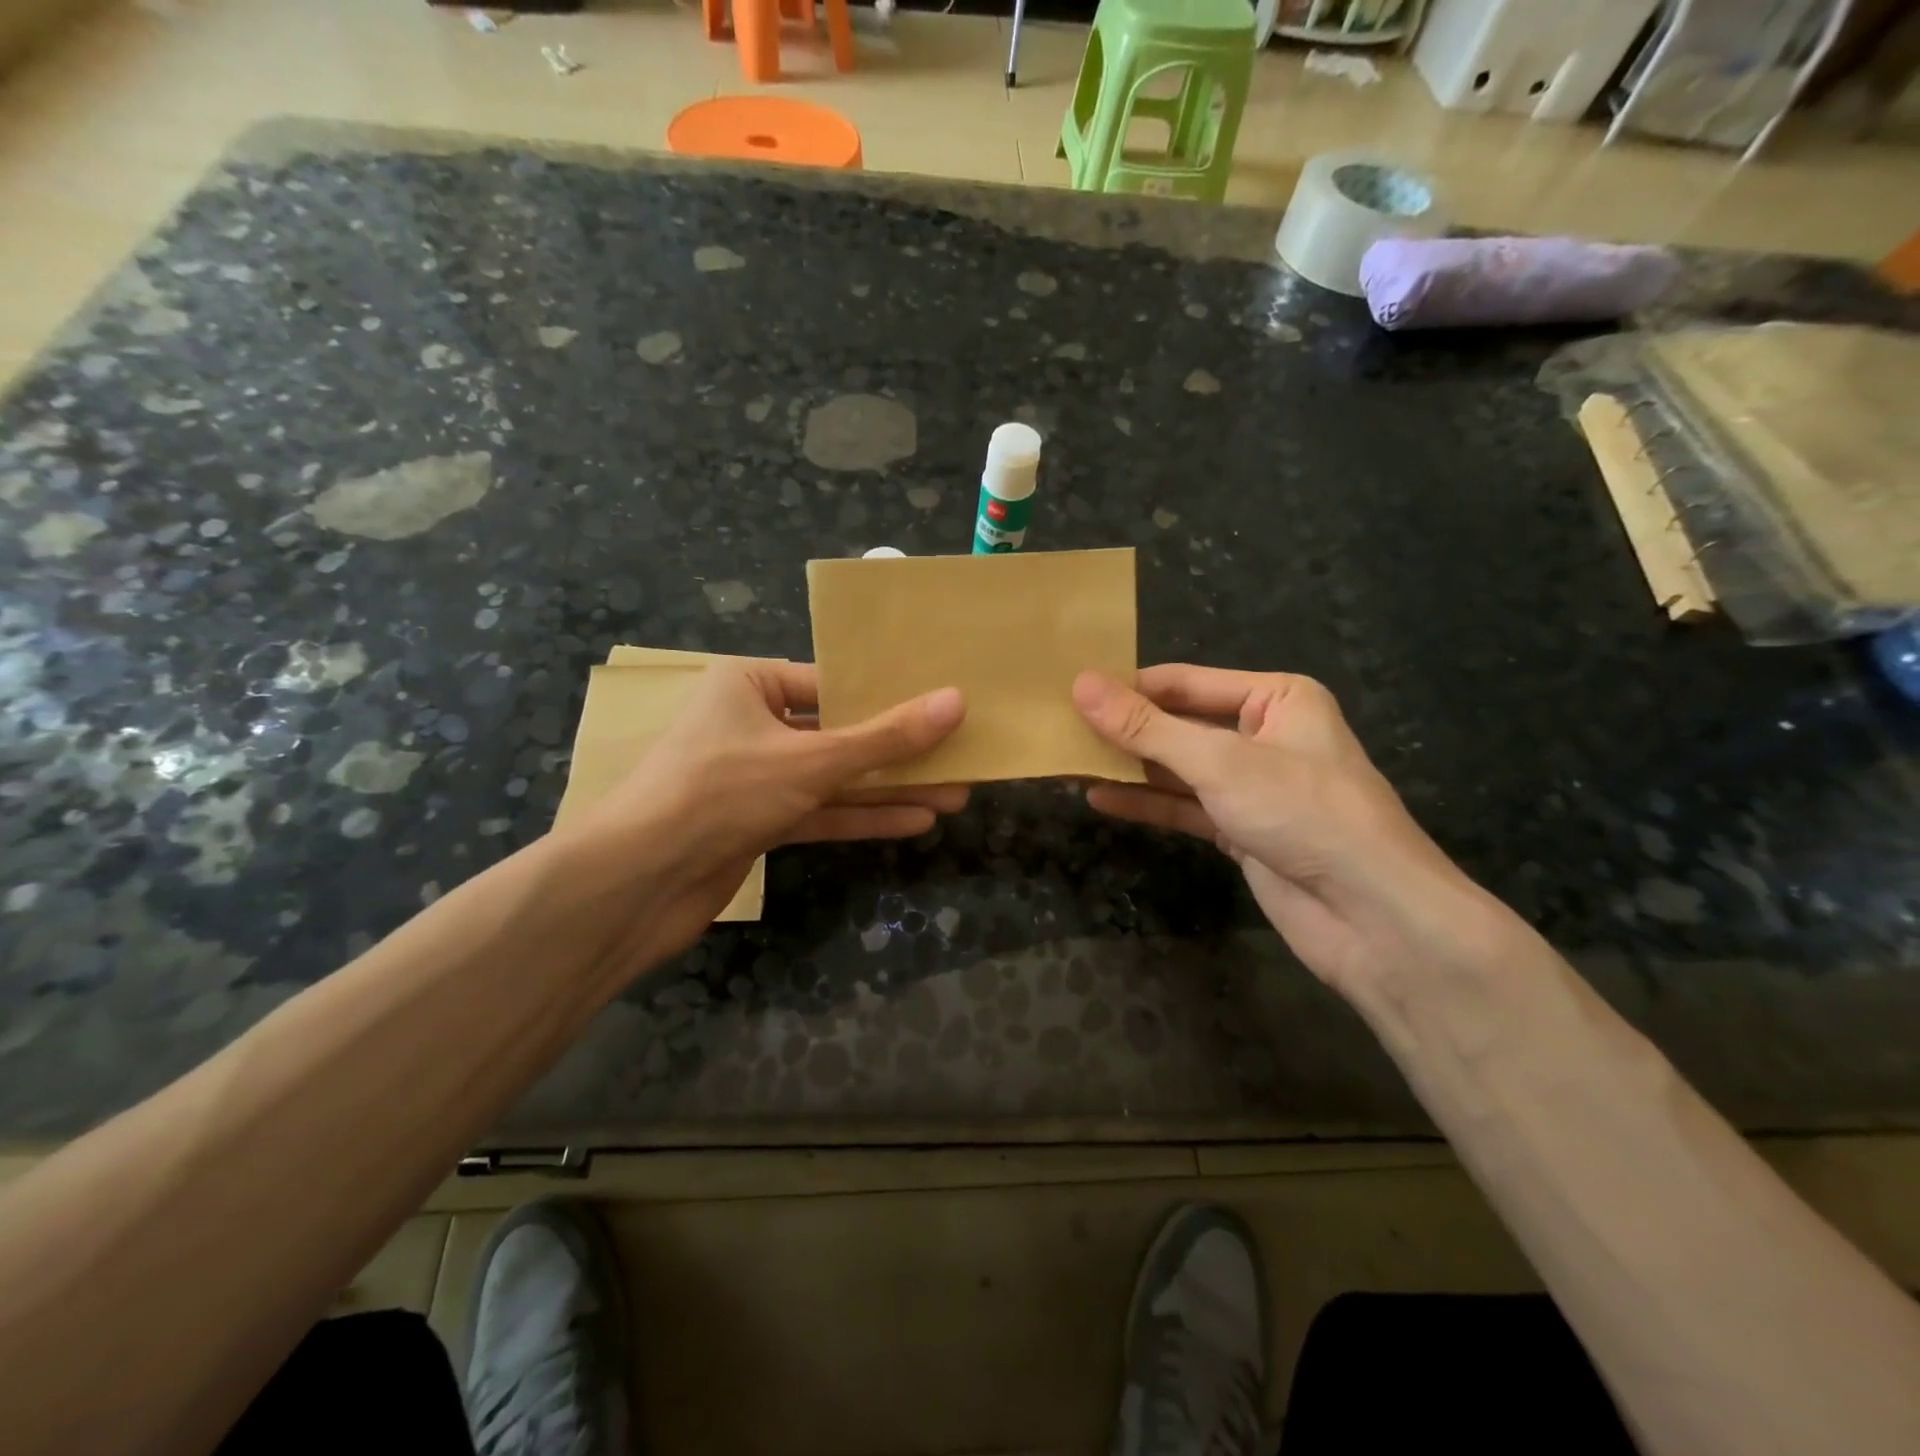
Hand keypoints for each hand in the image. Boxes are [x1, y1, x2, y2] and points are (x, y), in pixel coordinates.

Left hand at [551, 660, 964, 981]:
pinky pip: (819, 811)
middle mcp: (751, 723)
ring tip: (954, 793)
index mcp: (748, 684)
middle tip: (960, 756)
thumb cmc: (721, 791)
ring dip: (889, 788)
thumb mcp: (813, 759)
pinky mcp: (757, 823)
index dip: (888, 694)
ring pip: (834, 777)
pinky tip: (914, 821)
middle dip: (899, 751)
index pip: (831, 681)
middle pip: (839, 732)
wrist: (637, 882)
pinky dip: (861, 817)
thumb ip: (885, 737)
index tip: (941, 704)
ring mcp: (754, 777)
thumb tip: (956, 702)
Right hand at [1074, 665, 1501, 999]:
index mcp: (1275, 698)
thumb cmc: (1304, 813)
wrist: (1372, 917)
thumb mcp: (1218, 761)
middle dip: (1125, 729)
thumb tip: (1081, 685)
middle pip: (1180, 724)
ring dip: (1130, 767)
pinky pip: (1185, 807)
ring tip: (1069, 759)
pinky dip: (1147, 803)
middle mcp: (1264, 735)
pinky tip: (1100, 797)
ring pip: (1179, 768)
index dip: (1128, 687)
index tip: (1069, 691)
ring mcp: (1253, 786)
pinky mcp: (1242, 830)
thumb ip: (1147, 728)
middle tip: (1060, 726)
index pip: (1185, 682)